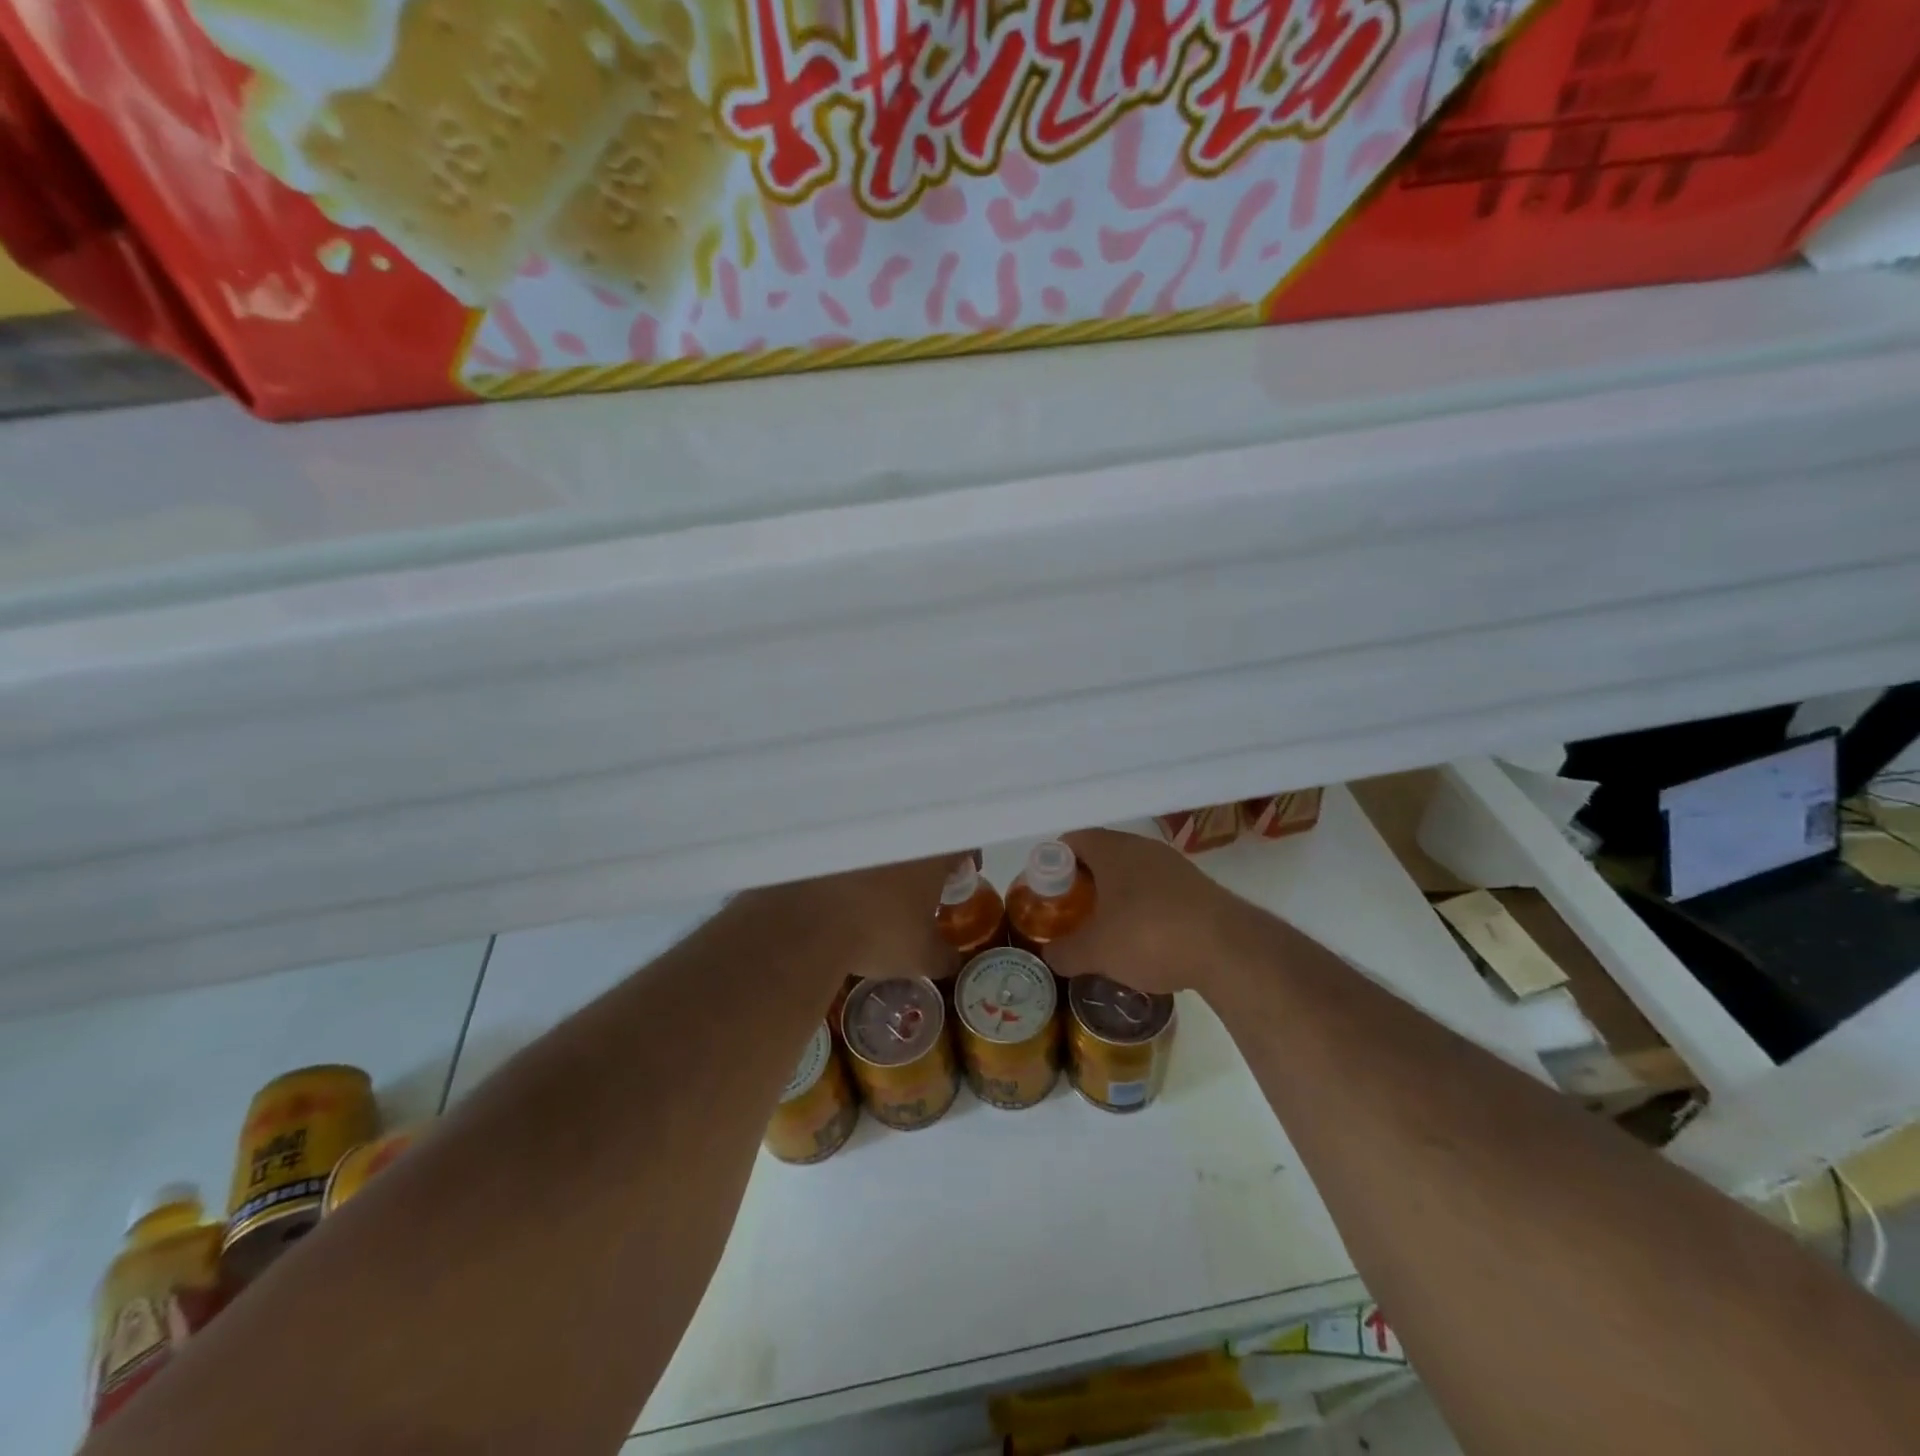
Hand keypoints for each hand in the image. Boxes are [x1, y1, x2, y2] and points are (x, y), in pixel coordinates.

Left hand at [744, 853, 963, 992]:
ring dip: (887, 858)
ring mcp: (862, 833)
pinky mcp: (828, 840)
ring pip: (885, 840)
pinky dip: (853, 863)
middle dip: (925, 857)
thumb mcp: (921, 957)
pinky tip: (847, 886)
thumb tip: (954, 961)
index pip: (961, 842)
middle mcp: (899, 834)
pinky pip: (851, 846)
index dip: (966, 857)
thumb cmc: (878, 934)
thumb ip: (945, 957)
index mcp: (931, 853)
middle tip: (922, 881)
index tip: (963, 872)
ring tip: (881, 886)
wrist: (808, 924)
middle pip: (922, 838)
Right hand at [1044, 828, 1252, 999]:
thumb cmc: (1150, 937)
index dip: (1052, 865)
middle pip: (1101, 856)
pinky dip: (1143, 908)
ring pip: (1132, 873)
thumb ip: (1065, 952)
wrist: (1230, 950)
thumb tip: (1050, 955)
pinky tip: (1143, 940)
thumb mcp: (1096, 952)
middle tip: (1071, 915)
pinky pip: (1157, 890)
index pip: (1071, 841)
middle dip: (1083, 884)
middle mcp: (1142, 847)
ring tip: (1105, 931)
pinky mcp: (1198, 887)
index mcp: (1112, 849)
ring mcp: (1174, 865)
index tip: (1046, 895)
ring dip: (1115, 896)